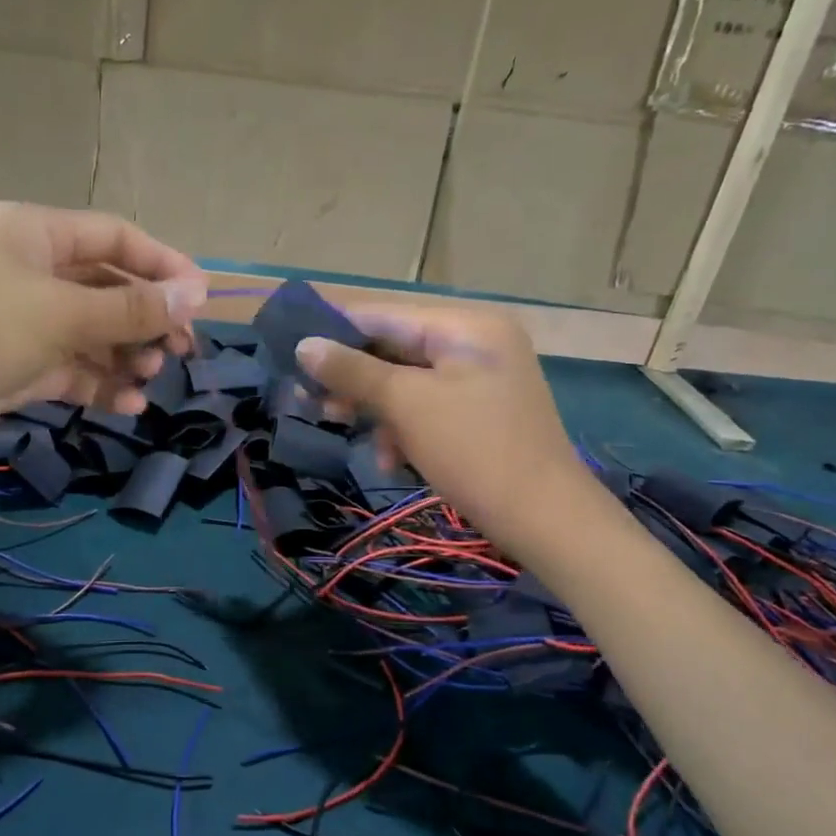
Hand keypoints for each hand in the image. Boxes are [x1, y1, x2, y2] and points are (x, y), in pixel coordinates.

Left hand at [0, 202, 206, 459]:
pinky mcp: (14, 365)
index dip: (163, 265)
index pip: (116, 238)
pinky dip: (98, 385)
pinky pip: (70, 369)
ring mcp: (22, 320)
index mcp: (37, 234)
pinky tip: (127, 406)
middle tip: (180, 351)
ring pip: (91, 333)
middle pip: (107, 287)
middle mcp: (32, 270)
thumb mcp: (59, 313)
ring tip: (151, 379)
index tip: (201, 300)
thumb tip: (196, 294)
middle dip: (146, 318)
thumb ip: (130, 307)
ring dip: (124, 356)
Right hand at [296, 305, 592, 550]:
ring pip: (405, 382)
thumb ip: (353, 371)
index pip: (383, 315)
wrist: (545, 519)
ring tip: (343, 430)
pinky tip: (391, 460)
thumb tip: (304, 345)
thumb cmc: (474, 450)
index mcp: (464, 325)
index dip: (333, 333)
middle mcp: (474, 342)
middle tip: (308, 403)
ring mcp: (480, 379)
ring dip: (374, 408)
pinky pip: (426, 407)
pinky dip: (403, 428)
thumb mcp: (407, 405)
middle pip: (393, 349)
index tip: (290, 356)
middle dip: (351, 379)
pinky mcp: (479, 413)